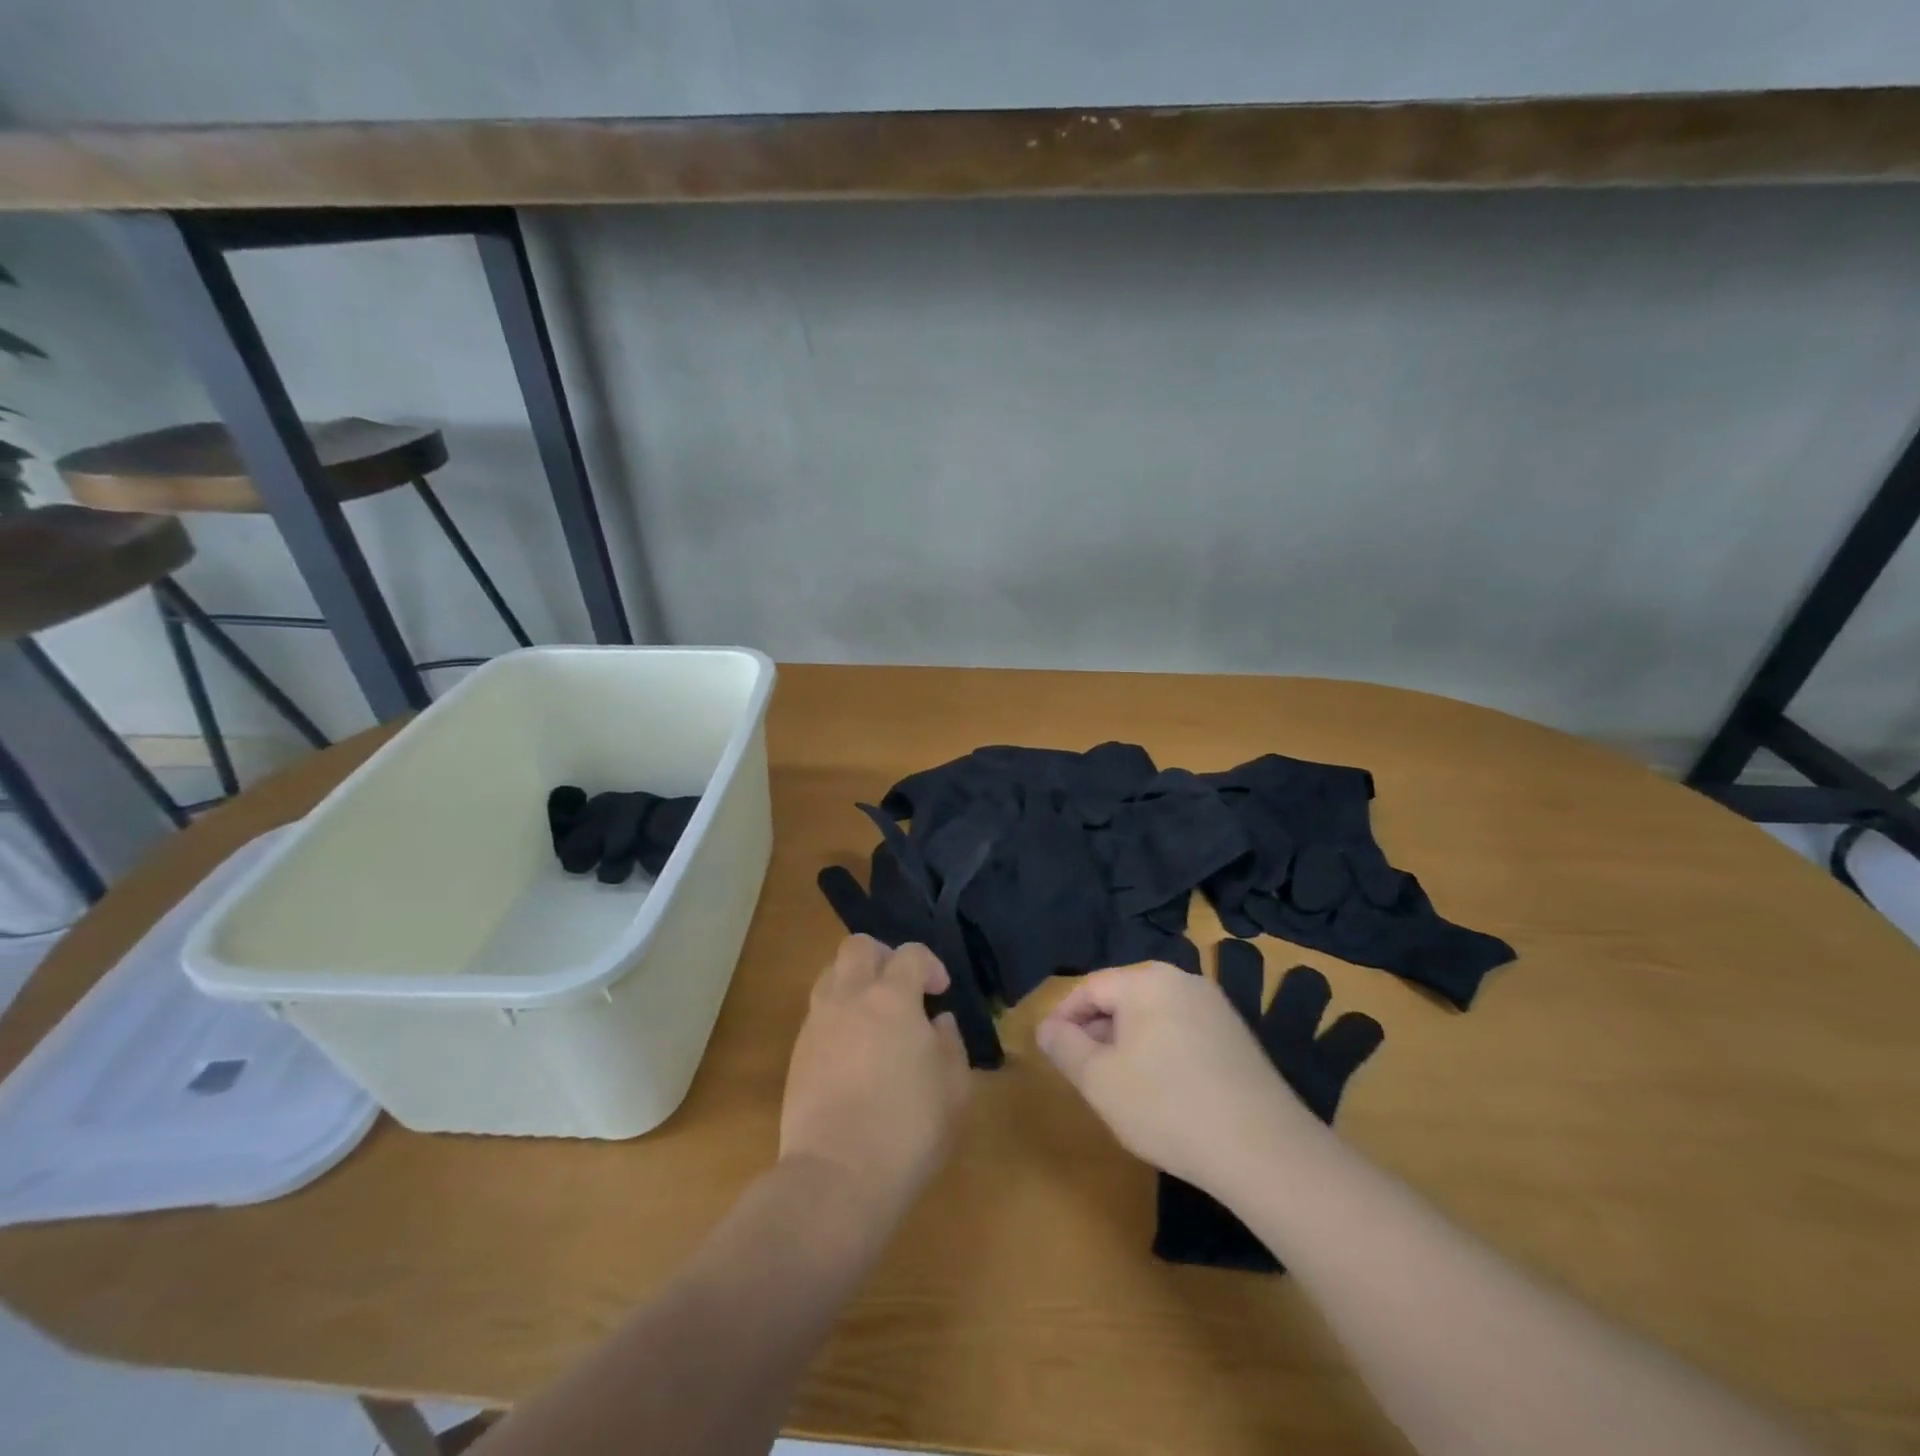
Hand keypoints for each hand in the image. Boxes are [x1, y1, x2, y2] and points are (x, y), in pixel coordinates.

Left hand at [780, 936, 972, 1223]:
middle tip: (901, 988)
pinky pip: (819, 1013)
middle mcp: (849, 998)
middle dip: (883, 956)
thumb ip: (950, 1044)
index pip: (910, 954)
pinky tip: (854, 1051)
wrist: (836, 1177)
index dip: (930, 964)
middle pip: (858, 947)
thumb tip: (938, 1022)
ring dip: (855, 983)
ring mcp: (817, 1024)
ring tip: (875, 1017)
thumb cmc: (908, 1129)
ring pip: (831, 975)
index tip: (941, 992)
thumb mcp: (954, 1088)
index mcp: (892, 998)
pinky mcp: (797, 1054)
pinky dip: (838, 1016)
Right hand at [1036, 961, 1313, 1200]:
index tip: (1050, 1051)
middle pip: (1123, 997)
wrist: (1263, 1150)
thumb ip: (1064, 1046)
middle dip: (1096, 1032)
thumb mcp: (1099, 1080)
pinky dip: (1160, 1052)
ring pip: (1152, 1016)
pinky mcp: (1236, 1036)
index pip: (1090, 988)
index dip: (1063, 1018)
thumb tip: (1046, 1027)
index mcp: (1146, 980)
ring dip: (1127, 1043)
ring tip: (1118, 1085)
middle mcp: (1182, 980)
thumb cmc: (1166, 1106)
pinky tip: (1161, 1092)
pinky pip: (1181, 1031)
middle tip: (1082, 1073)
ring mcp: (1215, 1007)